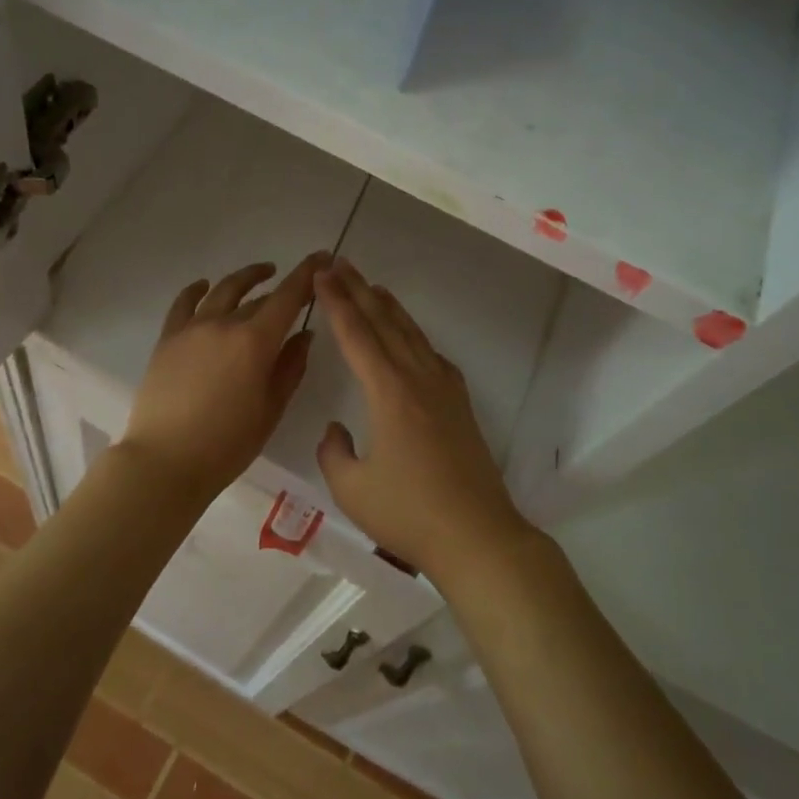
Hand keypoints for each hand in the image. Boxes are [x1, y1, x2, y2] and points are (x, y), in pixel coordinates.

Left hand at [119, 253, 329, 499]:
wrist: (165, 461)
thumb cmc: (228, 443)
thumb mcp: (271, 408)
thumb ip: (290, 366)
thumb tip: (304, 334)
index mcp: (255, 341)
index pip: (287, 296)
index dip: (307, 273)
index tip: (322, 257)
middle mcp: (224, 324)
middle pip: (258, 297)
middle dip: (281, 287)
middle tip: (297, 285)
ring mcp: (192, 328)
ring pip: (222, 291)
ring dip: (245, 278)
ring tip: (261, 274)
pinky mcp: (168, 339)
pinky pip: (183, 303)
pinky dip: (197, 289)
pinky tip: (204, 285)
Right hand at [313, 259, 533, 580]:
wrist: (476, 535)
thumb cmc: (409, 514)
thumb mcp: (351, 488)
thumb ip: (334, 452)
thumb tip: (338, 429)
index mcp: (389, 392)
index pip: (356, 335)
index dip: (336, 302)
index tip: (321, 275)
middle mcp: (418, 379)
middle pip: (384, 323)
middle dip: (359, 291)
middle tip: (339, 264)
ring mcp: (444, 389)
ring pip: (412, 334)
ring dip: (388, 307)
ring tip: (371, 285)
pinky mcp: (460, 405)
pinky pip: (431, 355)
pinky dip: (414, 335)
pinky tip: (410, 337)